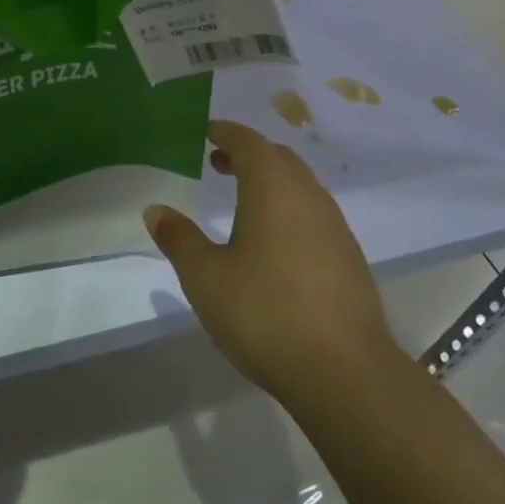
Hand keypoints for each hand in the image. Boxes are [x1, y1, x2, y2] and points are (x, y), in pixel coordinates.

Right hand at [144, 120, 407, 404]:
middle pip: (279, 159)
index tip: (207, 133)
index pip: (249, 142)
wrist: (343, 371)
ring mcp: (335, 227)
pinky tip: (273, 243)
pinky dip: (288, 210)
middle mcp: (309, 197)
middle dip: (248, 154)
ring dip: (270, 182)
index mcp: (274, 188)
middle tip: (218, 163)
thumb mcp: (206, 277)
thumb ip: (179, 238)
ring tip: (241, 201)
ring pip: (300, 187)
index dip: (226, 133)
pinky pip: (313, 215)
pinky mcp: (348, 258)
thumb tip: (156, 210)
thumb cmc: (264, 312)